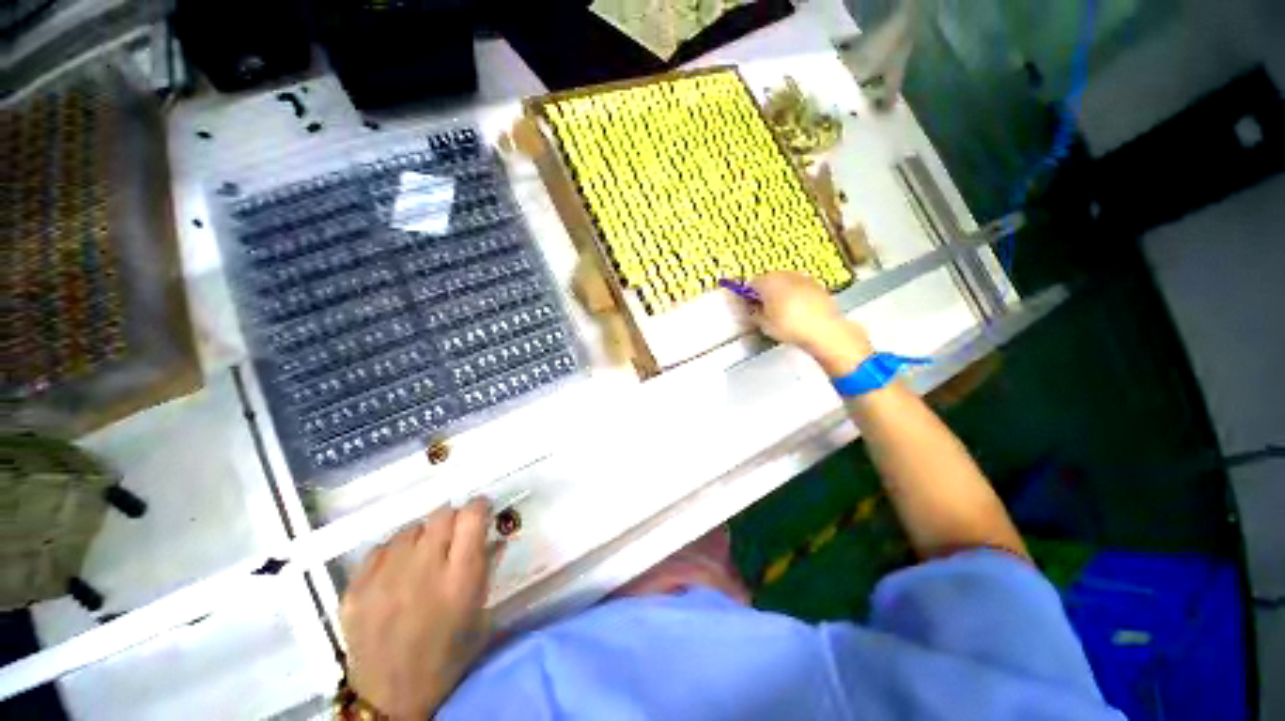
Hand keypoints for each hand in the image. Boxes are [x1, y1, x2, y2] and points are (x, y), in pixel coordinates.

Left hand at [340, 499, 495, 719]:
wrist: (390, 698)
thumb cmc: (446, 656)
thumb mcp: (479, 613)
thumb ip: (488, 568)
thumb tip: (495, 534)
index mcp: (459, 578)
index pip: (471, 516)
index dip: (478, 507)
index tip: (480, 511)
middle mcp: (423, 570)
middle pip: (441, 514)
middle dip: (452, 519)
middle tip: (451, 537)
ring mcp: (384, 578)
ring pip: (410, 528)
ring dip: (422, 535)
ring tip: (421, 557)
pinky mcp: (355, 589)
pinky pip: (380, 548)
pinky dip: (393, 552)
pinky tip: (396, 572)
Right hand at [748, 271, 872, 377]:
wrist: (824, 329)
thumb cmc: (788, 325)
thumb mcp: (763, 324)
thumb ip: (753, 313)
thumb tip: (751, 308)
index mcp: (768, 281)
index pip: (751, 283)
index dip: (748, 294)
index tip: (747, 306)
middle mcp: (784, 274)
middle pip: (769, 279)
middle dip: (764, 291)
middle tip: (763, 308)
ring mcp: (802, 277)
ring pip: (785, 282)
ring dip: (780, 292)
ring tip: (781, 310)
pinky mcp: (817, 284)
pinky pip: (799, 287)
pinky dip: (795, 295)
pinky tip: (797, 310)